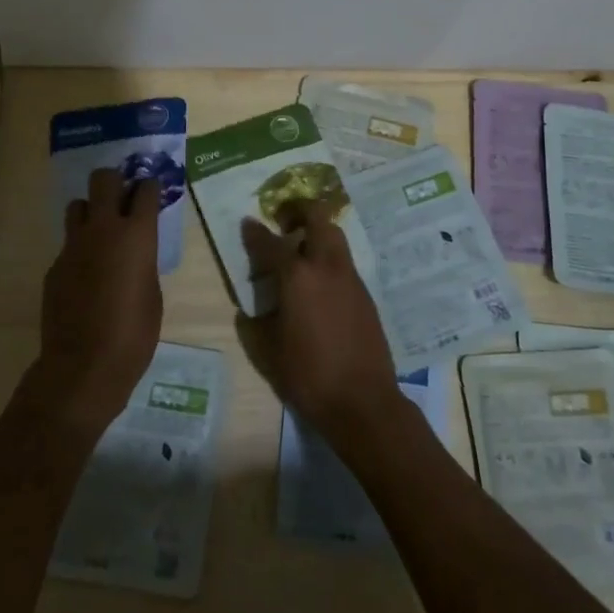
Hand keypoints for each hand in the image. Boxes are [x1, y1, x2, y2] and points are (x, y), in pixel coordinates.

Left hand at [27, 168, 162, 438]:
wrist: (83, 366)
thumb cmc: (134, 334)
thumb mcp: (153, 294)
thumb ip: (143, 262)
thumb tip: (135, 254)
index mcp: (137, 235)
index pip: (145, 189)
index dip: (150, 187)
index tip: (152, 192)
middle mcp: (103, 229)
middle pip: (103, 179)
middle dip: (114, 182)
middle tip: (122, 198)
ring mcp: (73, 245)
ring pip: (78, 205)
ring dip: (91, 211)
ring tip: (100, 233)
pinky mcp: (54, 266)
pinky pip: (68, 244)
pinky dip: (79, 249)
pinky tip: (86, 275)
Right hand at [238, 202, 403, 449]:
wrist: (363, 401)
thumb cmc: (308, 376)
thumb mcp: (268, 350)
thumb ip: (256, 322)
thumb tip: (251, 309)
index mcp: (297, 277)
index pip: (271, 243)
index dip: (256, 232)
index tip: (248, 222)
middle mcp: (326, 267)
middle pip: (317, 218)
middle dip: (299, 211)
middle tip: (284, 222)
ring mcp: (350, 278)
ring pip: (335, 237)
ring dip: (316, 233)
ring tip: (299, 251)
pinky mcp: (365, 294)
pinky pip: (343, 262)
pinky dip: (328, 259)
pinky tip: (318, 283)